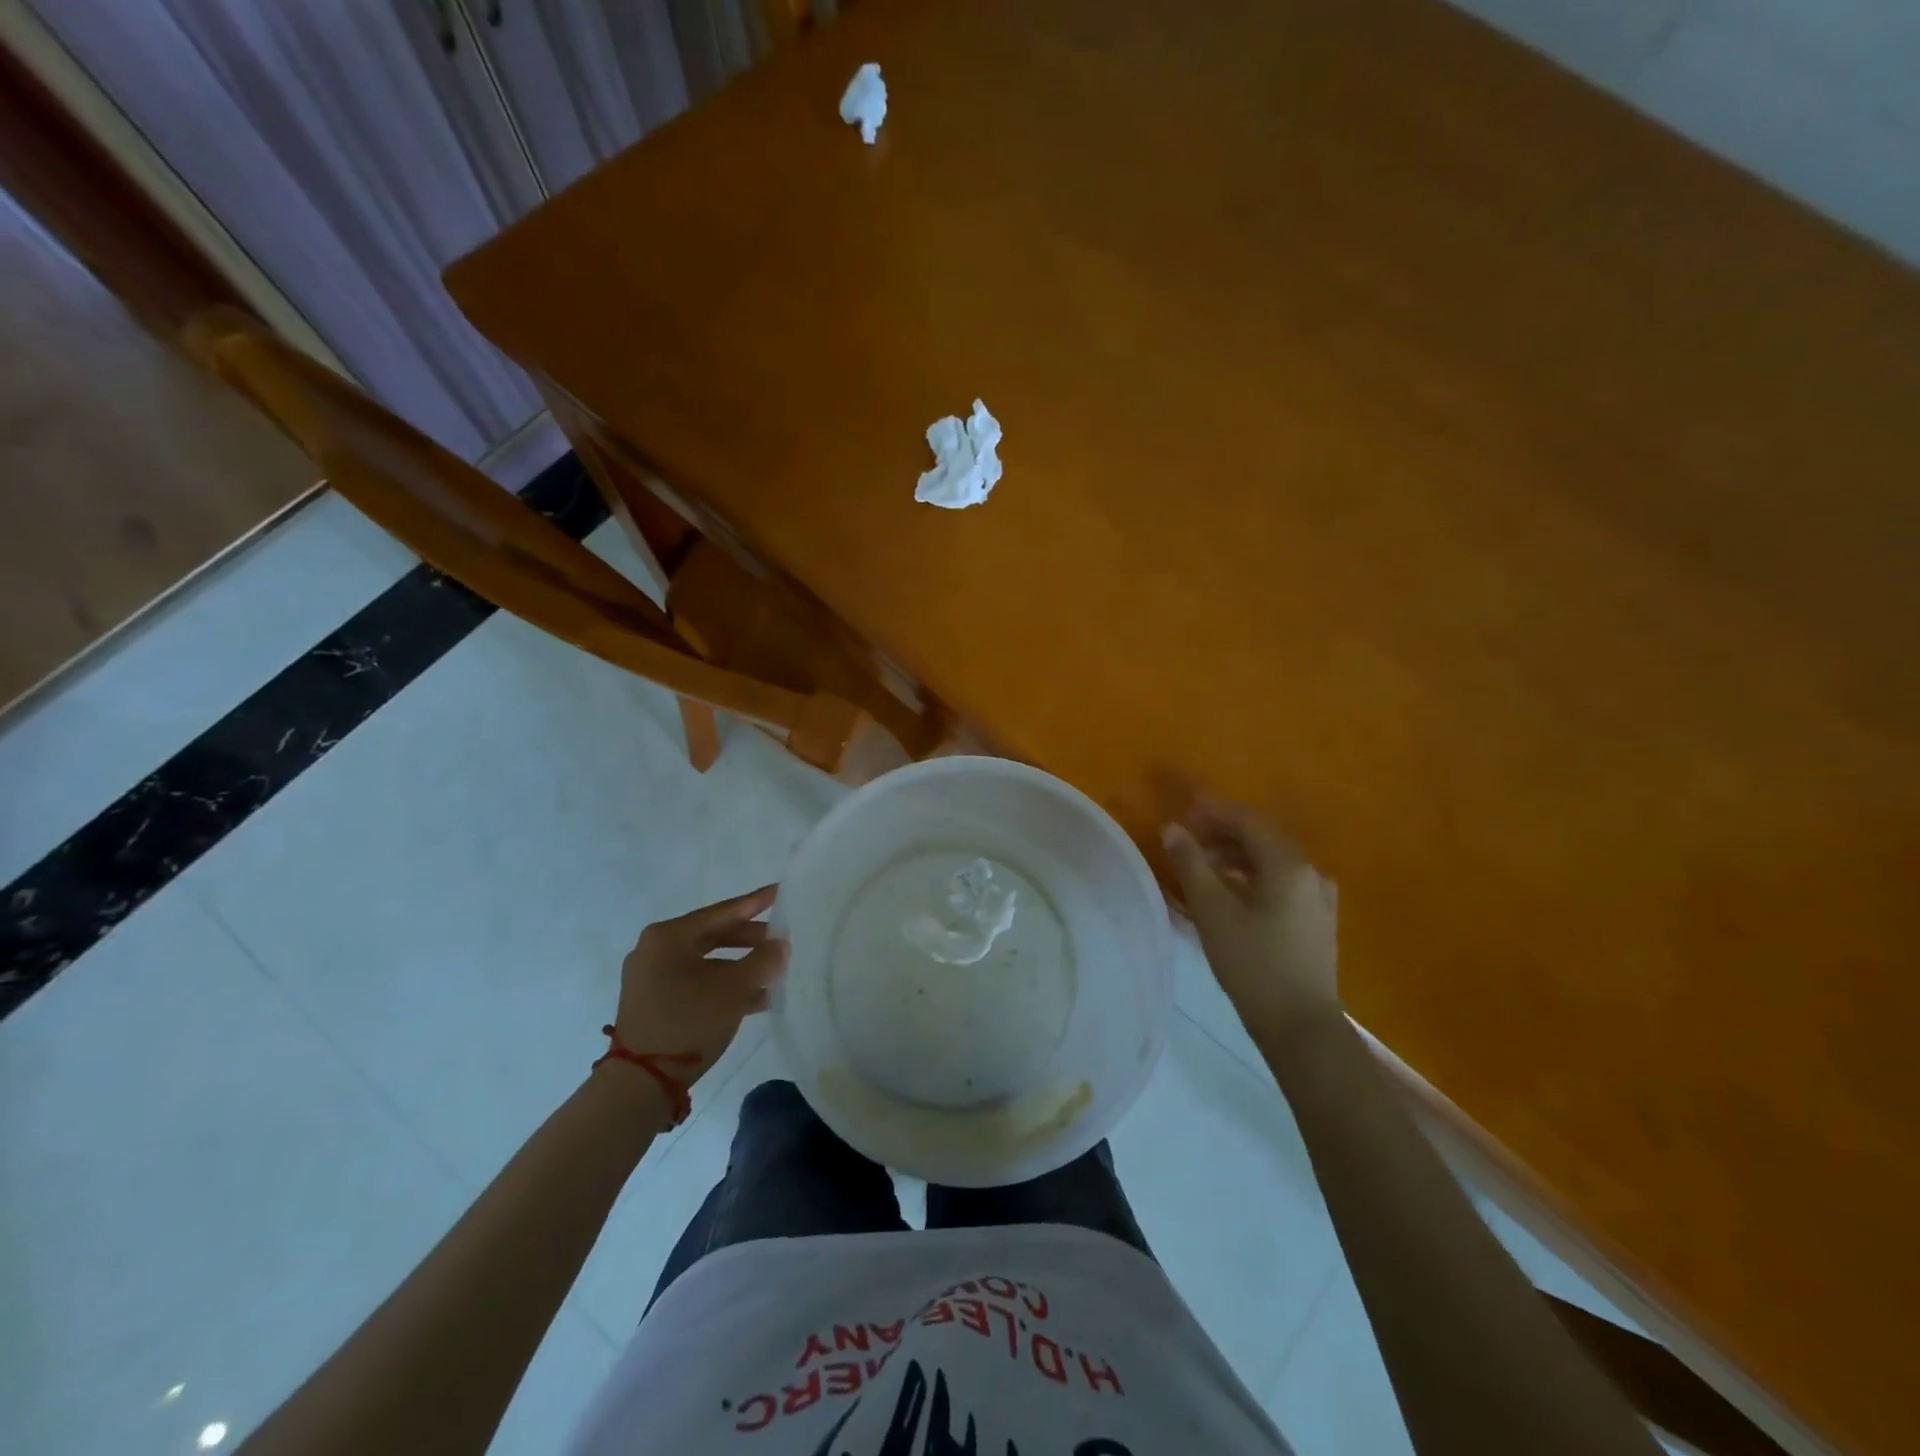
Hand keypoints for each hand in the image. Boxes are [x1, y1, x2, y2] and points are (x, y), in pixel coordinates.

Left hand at [610, 886, 788, 1089]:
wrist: (641, 1083)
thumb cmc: (687, 1022)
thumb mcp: (734, 989)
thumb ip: (763, 961)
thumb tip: (782, 945)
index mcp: (668, 936)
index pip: (722, 911)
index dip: (755, 902)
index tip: (780, 892)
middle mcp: (656, 949)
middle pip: (714, 935)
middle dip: (750, 939)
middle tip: (782, 940)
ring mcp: (652, 978)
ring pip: (708, 961)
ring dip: (741, 966)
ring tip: (774, 972)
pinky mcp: (654, 1002)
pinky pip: (697, 982)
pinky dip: (724, 985)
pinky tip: (756, 998)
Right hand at [1162, 797, 1340, 1036]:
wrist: (1300, 1026)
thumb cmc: (1253, 964)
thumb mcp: (1212, 911)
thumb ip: (1191, 864)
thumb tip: (1172, 828)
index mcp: (1288, 864)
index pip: (1247, 821)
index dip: (1213, 812)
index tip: (1183, 810)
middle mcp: (1310, 872)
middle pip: (1262, 837)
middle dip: (1223, 831)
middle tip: (1188, 836)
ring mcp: (1318, 897)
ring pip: (1271, 860)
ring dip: (1236, 854)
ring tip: (1203, 863)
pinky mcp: (1316, 920)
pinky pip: (1280, 881)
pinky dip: (1252, 875)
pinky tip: (1231, 890)